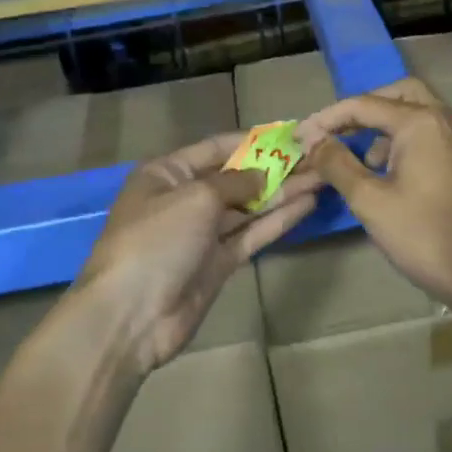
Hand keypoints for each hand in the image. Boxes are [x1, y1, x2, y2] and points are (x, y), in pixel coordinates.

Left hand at [79, 132, 319, 372]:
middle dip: (274, 167)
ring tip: (321, 176)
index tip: (290, 134)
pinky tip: (307, 204)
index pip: (216, 147)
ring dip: (283, 192)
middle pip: (236, 177)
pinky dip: (277, 220)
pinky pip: (251, 234)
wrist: (130, 316)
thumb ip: (236, 182)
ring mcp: (202, 233)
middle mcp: (185, 198)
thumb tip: (264, 175)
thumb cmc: (156, 240)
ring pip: (249, 206)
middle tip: (316, 156)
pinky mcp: (218, 263)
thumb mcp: (196, 197)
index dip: (253, 140)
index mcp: (167, 173)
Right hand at [295, 78, 451, 311]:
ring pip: (419, 111)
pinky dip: (408, 139)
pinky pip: (434, 132)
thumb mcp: (370, 200)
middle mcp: (447, 119)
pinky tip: (392, 173)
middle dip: (364, 109)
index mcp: (422, 122)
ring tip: (362, 161)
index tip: (301, 137)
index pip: (365, 105)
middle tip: (336, 133)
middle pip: (399, 94)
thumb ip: (337, 164)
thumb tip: (314, 142)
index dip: (328, 119)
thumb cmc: (423, 236)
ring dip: (386, 125)